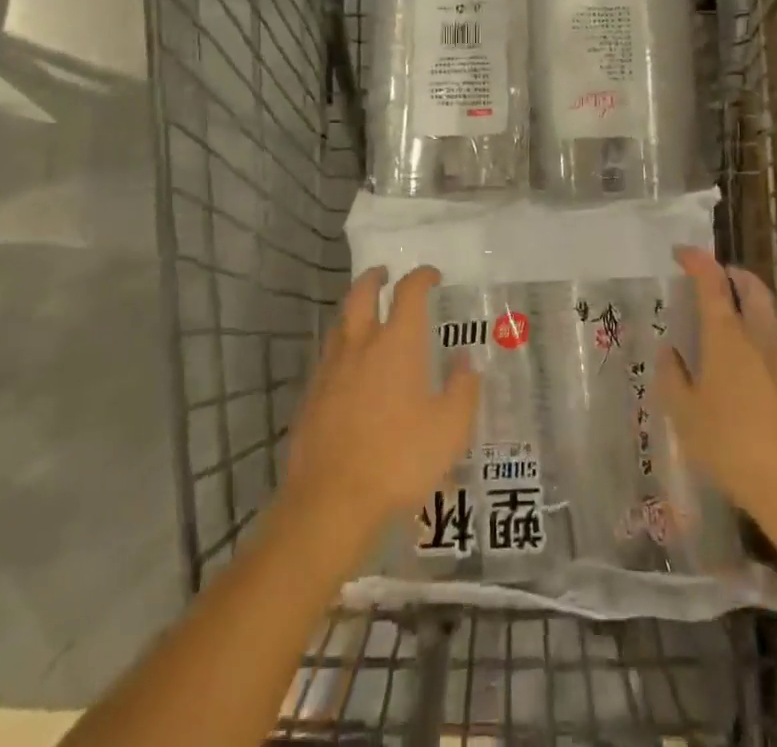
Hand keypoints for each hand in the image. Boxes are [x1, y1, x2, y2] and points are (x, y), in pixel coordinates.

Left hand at [280, 266, 480, 550]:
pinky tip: (348, 364)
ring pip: (340, 322)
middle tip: (385, 274)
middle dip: (375, 278)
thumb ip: (463, 388)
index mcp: (397, 343)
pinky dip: (341, 344)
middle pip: (362, 294)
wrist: (331, 501)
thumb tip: (466, 359)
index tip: (432, 276)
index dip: (421, 277)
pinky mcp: (311, 395)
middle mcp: (361, 344)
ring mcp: (331, 369)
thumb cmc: (399, 459)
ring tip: (366, 313)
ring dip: (354, 308)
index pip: (409, 292)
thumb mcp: (450, 429)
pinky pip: (328, 354)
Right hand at [654, 247, 776, 521]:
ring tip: (728, 320)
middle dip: (733, 273)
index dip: (697, 261)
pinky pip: (776, 347)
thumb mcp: (685, 415)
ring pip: (769, 316)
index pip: (712, 282)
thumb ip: (673, 378)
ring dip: (749, 305)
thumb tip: (669, 352)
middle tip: (715, 276)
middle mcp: (760, 338)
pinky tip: (747, 366)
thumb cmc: (731, 445)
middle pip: (752, 288)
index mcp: (728, 336)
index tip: (681, 253)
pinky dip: (759, 338)